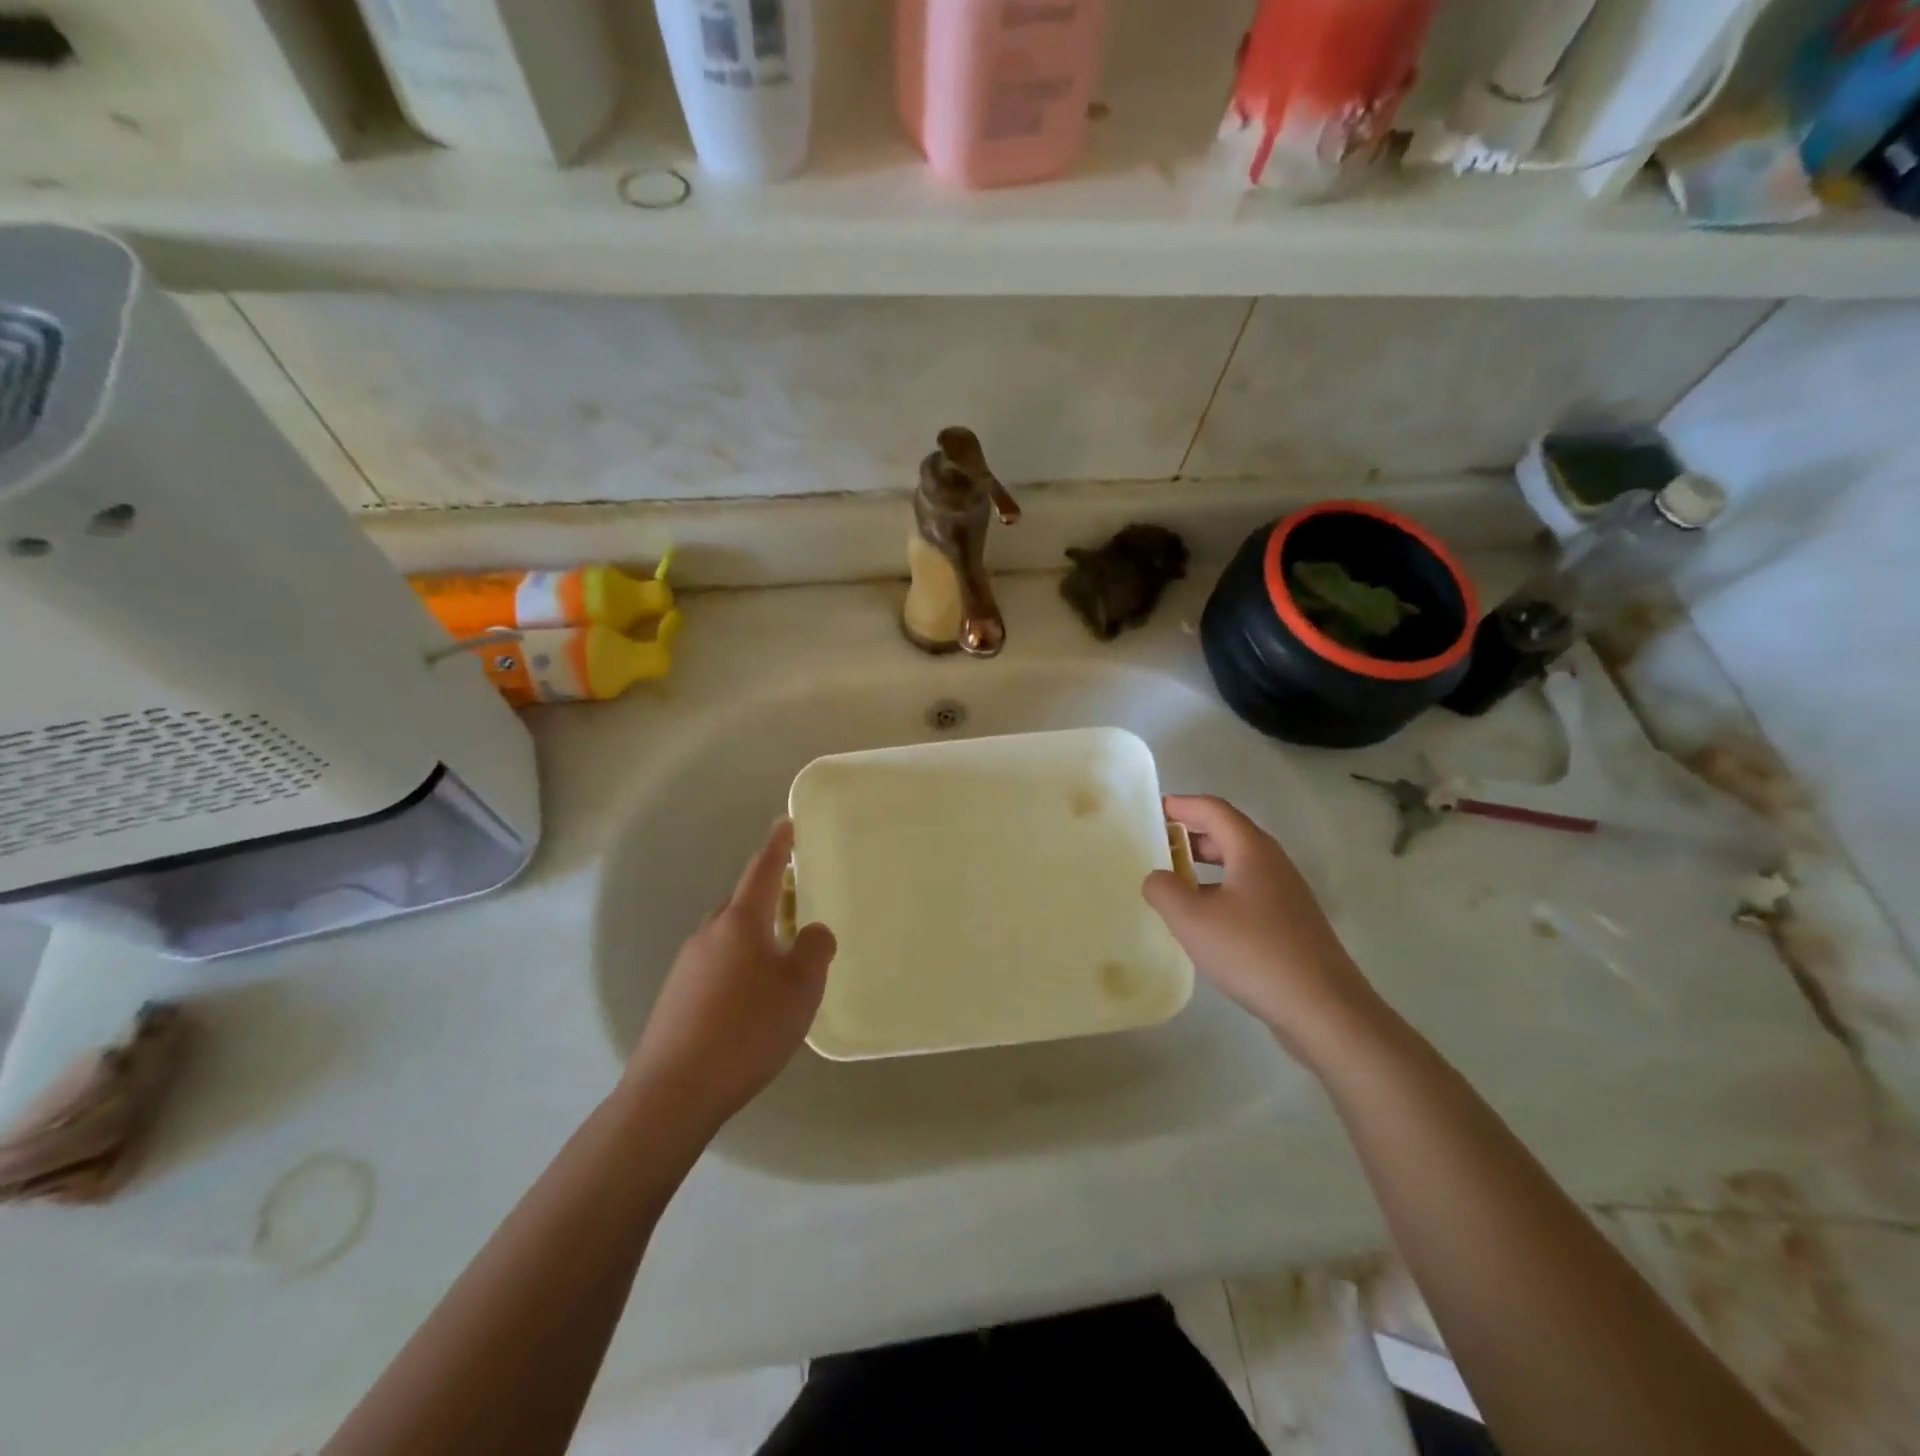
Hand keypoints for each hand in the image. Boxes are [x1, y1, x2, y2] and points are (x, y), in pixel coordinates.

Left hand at [624, 820, 835, 1136]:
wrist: (674, 1091)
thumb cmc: (747, 1029)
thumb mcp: (800, 988)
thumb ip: (814, 950)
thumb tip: (812, 931)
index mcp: (740, 922)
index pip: (762, 870)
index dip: (777, 845)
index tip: (786, 822)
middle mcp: (709, 934)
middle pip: (742, 904)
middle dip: (767, 898)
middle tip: (794, 904)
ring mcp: (686, 966)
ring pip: (727, 938)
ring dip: (753, 939)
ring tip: (778, 964)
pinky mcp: (675, 998)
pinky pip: (715, 967)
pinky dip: (737, 969)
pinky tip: (750, 1003)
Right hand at [1143, 795, 1383, 1067]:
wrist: (1323, 1009)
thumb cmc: (1252, 952)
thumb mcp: (1192, 919)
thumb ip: (1163, 889)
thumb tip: (1157, 878)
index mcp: (1252, 850)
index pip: (1213, 809)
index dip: (1181, 805)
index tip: (1151, 810)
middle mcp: (1273, 864)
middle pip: (1227, 833)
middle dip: (1190, 834)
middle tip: (1155, 845)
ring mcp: (1286, 895)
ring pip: (1238, 865)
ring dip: (1203, 865)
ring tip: (1172, 881)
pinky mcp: (1291, 924)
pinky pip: (1247, 891)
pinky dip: (1219, 891)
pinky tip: (1203, 920)